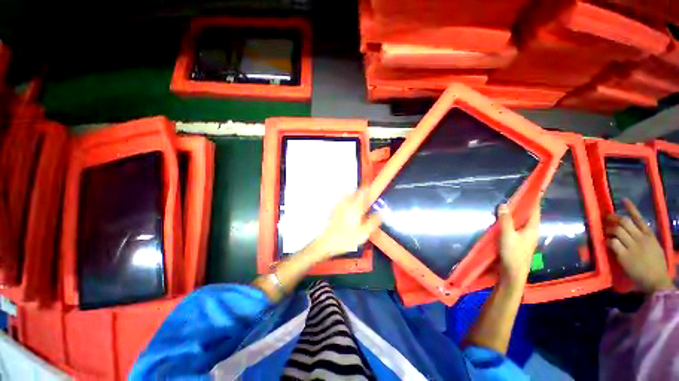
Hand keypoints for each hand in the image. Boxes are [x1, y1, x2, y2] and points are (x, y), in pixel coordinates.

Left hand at [314, 187, 380, 258]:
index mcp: (355, 209)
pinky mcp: (333, 211)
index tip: (371, 188)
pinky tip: (348, 204)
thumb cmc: (345, 239)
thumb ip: (372, 222)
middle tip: (366, 192)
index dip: (367, 189)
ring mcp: (338, 207)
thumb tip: (379, 215)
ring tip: (358, 196)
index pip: (362, 194)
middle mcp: (346, 205)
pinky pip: (341, 200)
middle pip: (354, 192)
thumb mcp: (363, 234)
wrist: (327, 243)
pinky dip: (346, 199)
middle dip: (360, 190)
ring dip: (353, 193)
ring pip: (347, 195)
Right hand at [498, 201, 540, 285]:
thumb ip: (505, 220)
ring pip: (523, 222)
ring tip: (510, 206)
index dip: (534, 201)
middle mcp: (531, 232)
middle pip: (530, 216)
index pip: (535, 211)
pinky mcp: (519, 242)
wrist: (513, 272)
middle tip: (517, 196)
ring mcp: (525, 238)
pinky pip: (517, 228)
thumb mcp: (507, 234)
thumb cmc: (513, 253)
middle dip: (525, 206)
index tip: (534, 191)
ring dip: (518, 214)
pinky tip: (505, 221)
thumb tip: (504, 204)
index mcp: (532, 228)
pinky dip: (513, 222)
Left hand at [605, 198, 674, 293]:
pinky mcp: (624, 256)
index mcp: (649, 236)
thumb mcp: (655, 247)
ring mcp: (632, 247)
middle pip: (625, 222)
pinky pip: (612, 243)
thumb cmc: (656, 265)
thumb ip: (645, 238)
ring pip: (617, 231)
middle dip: (613, 218)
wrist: (656, 280)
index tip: (623, 200)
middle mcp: (641, 239)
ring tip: (606, 232)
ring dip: (609, 230)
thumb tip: (635, 231)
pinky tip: (606, 243)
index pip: (639, 218)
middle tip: (607, 218)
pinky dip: (607, 241)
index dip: (631, 208)